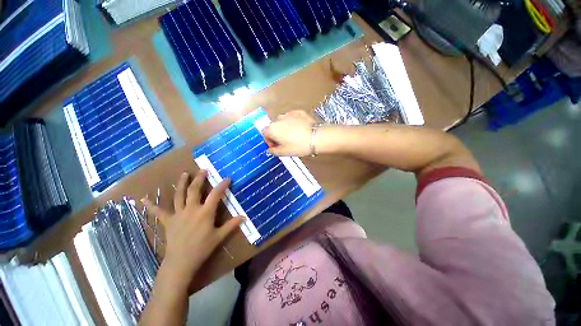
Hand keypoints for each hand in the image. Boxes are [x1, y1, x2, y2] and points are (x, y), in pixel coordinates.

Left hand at [142, 171, 242, 278]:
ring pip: (179, 195)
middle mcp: (191, 209)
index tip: (227, 178)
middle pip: (195, 190)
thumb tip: (244, 217)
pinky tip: (143, 199)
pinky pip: (158, 212)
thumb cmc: (202, 248)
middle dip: (200, 179)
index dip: (222, 185)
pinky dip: (151, 206)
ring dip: (182, 183)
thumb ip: (231, 225)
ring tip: (184, 173)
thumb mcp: (219, 236)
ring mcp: (178, 214)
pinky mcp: (168, 221)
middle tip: (203, 170)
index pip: (215, 194)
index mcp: (205, 212)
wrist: (181, 262)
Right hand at [263, 110, 316, 155]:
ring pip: (282, 121)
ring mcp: (289, 114)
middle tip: (285, 142)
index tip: (276, 146)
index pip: (265, 133)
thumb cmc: (298, 146)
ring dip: (284, 128)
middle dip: (276, 134)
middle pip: (273, 127)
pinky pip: (292, 117)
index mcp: (272, 129)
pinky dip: (293, 122)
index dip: (269, 141)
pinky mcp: (299, 112)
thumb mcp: (284, 152)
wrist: (317, 137)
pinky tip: (300, 129)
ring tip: (293, 135)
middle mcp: (278, 119)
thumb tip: (270, 149)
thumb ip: (273, 151)